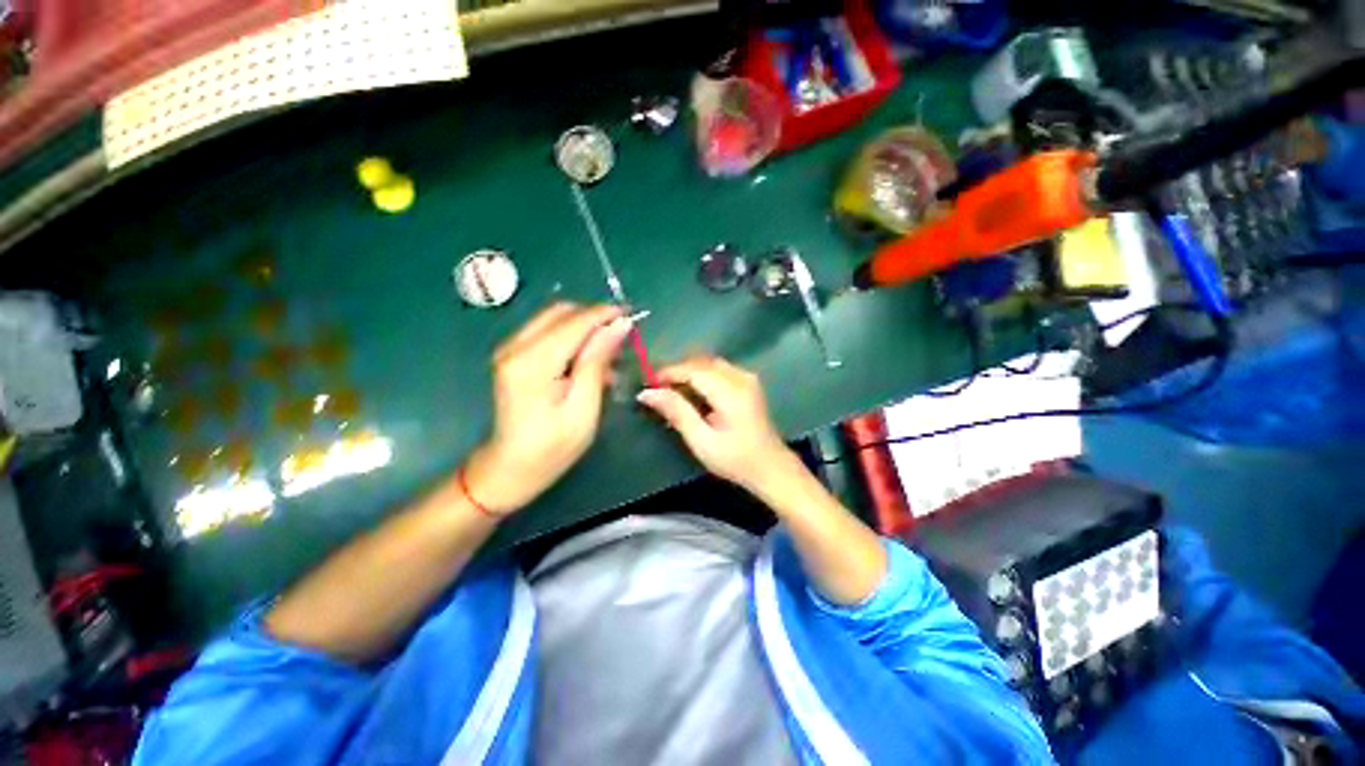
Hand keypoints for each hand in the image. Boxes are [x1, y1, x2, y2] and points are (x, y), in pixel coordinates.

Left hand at [465, 303, 632, 514]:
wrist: (510, 468)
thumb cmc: (553, 446)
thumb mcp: (584, 407)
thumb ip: (597, 361)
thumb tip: (619, 325)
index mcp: (533, 362)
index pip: (574, 322)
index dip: (605, 315)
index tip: (632, 316)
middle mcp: (515, 346)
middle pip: (561, 312)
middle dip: (594, 318)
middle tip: (621, 338)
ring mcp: (510, 349)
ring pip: (554, 318)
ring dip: (584, 327)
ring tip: (608, 354)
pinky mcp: (513, 354)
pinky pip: (546, 331)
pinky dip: (571, 337)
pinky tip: (587, 360)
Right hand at [636, 356, 800, 494]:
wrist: (771, 467)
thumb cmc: (735, 459)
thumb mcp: (702, 441)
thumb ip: (677, 412)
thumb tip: (648, 393)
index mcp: (730, 392)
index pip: (693, 370)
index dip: (668, 373)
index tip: (648, 384)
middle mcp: (741, 377)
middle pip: (702, 362)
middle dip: (677, 371)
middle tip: (657, 388)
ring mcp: (747, 378)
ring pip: (710, 363)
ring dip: (689, 372)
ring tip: (671, 389)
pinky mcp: (749, 382)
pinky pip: (719, 369)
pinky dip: (702, 375)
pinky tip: (692, 391)